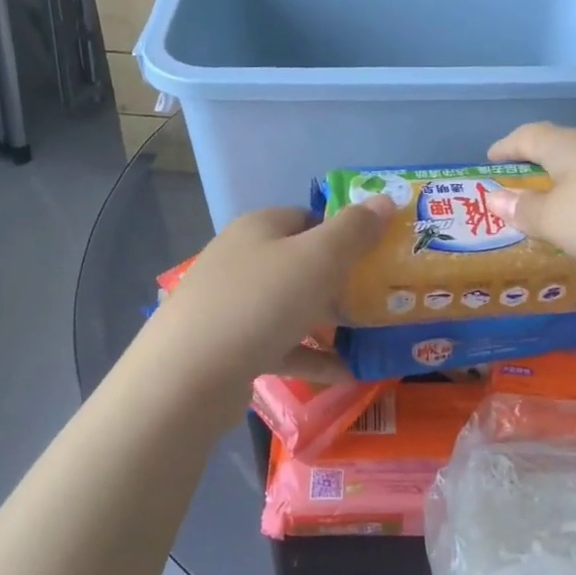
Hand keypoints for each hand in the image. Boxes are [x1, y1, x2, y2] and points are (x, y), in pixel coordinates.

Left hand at [141, 196, 395, 392]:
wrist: (189, 376)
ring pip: (291, 307)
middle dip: (341, 281)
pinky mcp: (230, 347)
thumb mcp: (319, 258)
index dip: (345, 232)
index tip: (377, 255)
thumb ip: (355, 229)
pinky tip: (347, 374)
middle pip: (301, 263)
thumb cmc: (261, 302)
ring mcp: (232, 305)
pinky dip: (312, 356)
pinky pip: (281, 346)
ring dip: (330, 323)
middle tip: (380, 299)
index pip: (308, 217)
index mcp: (259, 228)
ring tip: (371, 338)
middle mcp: (242, 259)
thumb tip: (386, 199)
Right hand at [487, 122, 575, 311]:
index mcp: (571, 148)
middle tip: (526, 221)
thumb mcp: (559, 219)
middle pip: (570, 172)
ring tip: (567, 283)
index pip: (529, 137)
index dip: (507, 148)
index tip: (491, 160)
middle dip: (548, 198)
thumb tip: (496, 197)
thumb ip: (526, 211)